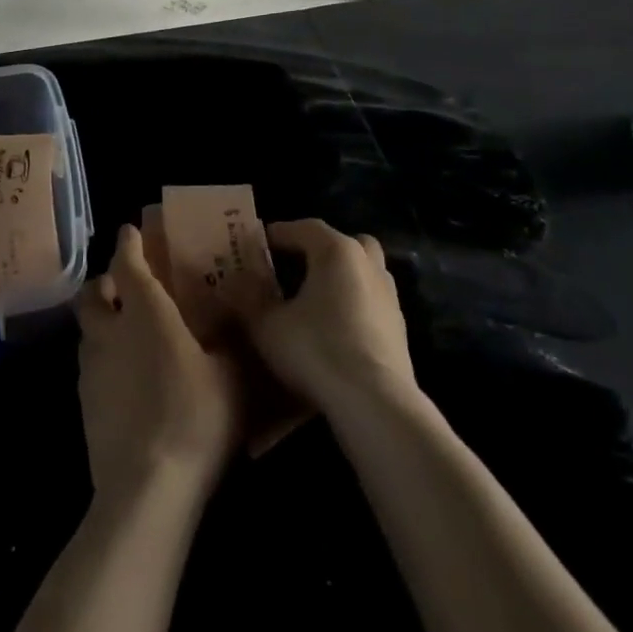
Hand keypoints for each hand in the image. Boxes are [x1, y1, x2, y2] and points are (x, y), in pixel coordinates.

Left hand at [75, 224, 244, 506]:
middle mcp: (110, 331)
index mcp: (144, 310)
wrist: (146, 490)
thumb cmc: (194, 418)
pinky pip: (90, 366)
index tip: (131, 231)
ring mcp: (91, 370)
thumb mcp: (231, 374)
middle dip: (105, 282)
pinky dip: (103, 360)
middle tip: (125, 286)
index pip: (126, 262)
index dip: (128, 243)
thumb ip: (232, 338)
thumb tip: (236, 310)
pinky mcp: (84, 406)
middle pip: (92, 293)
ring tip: (127, 333)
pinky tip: (126, 380)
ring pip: (87, 330)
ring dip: (101, 322)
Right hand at [245, 219, 415, 418]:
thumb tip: (232, 281)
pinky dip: (354, 306)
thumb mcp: (268, 325)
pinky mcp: (400, 330)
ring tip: (314, 301)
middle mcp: (367, 264)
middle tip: (295, 267)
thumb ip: (248, 299)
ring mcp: (389, 297)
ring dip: (341, 279)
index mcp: (336, 251)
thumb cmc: (316, 349)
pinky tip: (335, 330)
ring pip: (363, 272)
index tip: (259, 244)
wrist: (374, 404)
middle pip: (344, 244)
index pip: (304, 228)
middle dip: (320, 251)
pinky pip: (371, 303)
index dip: (279, 233)